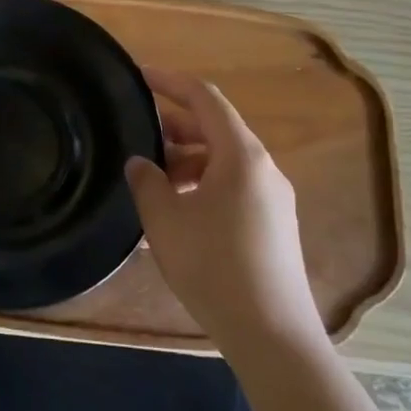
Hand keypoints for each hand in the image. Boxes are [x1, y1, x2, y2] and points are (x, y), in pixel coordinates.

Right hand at [125, 67, 321, 349]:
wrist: (272, 334)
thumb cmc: (213, 266)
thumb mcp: (165, 219)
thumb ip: (146, 181)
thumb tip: (141, 163)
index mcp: (240, 155)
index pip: (204, 98)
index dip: (170, 81)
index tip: (138, 76)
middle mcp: (263, 168)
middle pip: (215, 129)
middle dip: (173, 127)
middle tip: (135, 135)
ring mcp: (273, 198)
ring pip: (223, 162)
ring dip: (186, 162)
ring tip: (150, 182)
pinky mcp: (274, 226)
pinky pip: (233, 188)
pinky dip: (202, 186)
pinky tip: (175, 215)